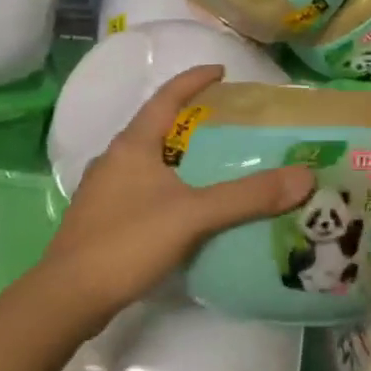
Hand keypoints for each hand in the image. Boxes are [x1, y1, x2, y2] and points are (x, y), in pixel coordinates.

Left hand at [47, 66, 314, 324]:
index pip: (166, 98)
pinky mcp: (101, 220)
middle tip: (227, 123)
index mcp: (132, 145)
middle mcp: (114, 160)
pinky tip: (186, 206)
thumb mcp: (194, 215)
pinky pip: (142, 188)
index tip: (222, 71)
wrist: (67, 299)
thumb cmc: (127, 242)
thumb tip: (304, 176)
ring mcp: (103, 191)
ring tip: (213, 163)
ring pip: (148, 160)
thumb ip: (248, 196)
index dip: (193, 80)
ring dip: (178, 155)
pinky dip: (168, 185)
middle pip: (156, 127)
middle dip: (190, 120)